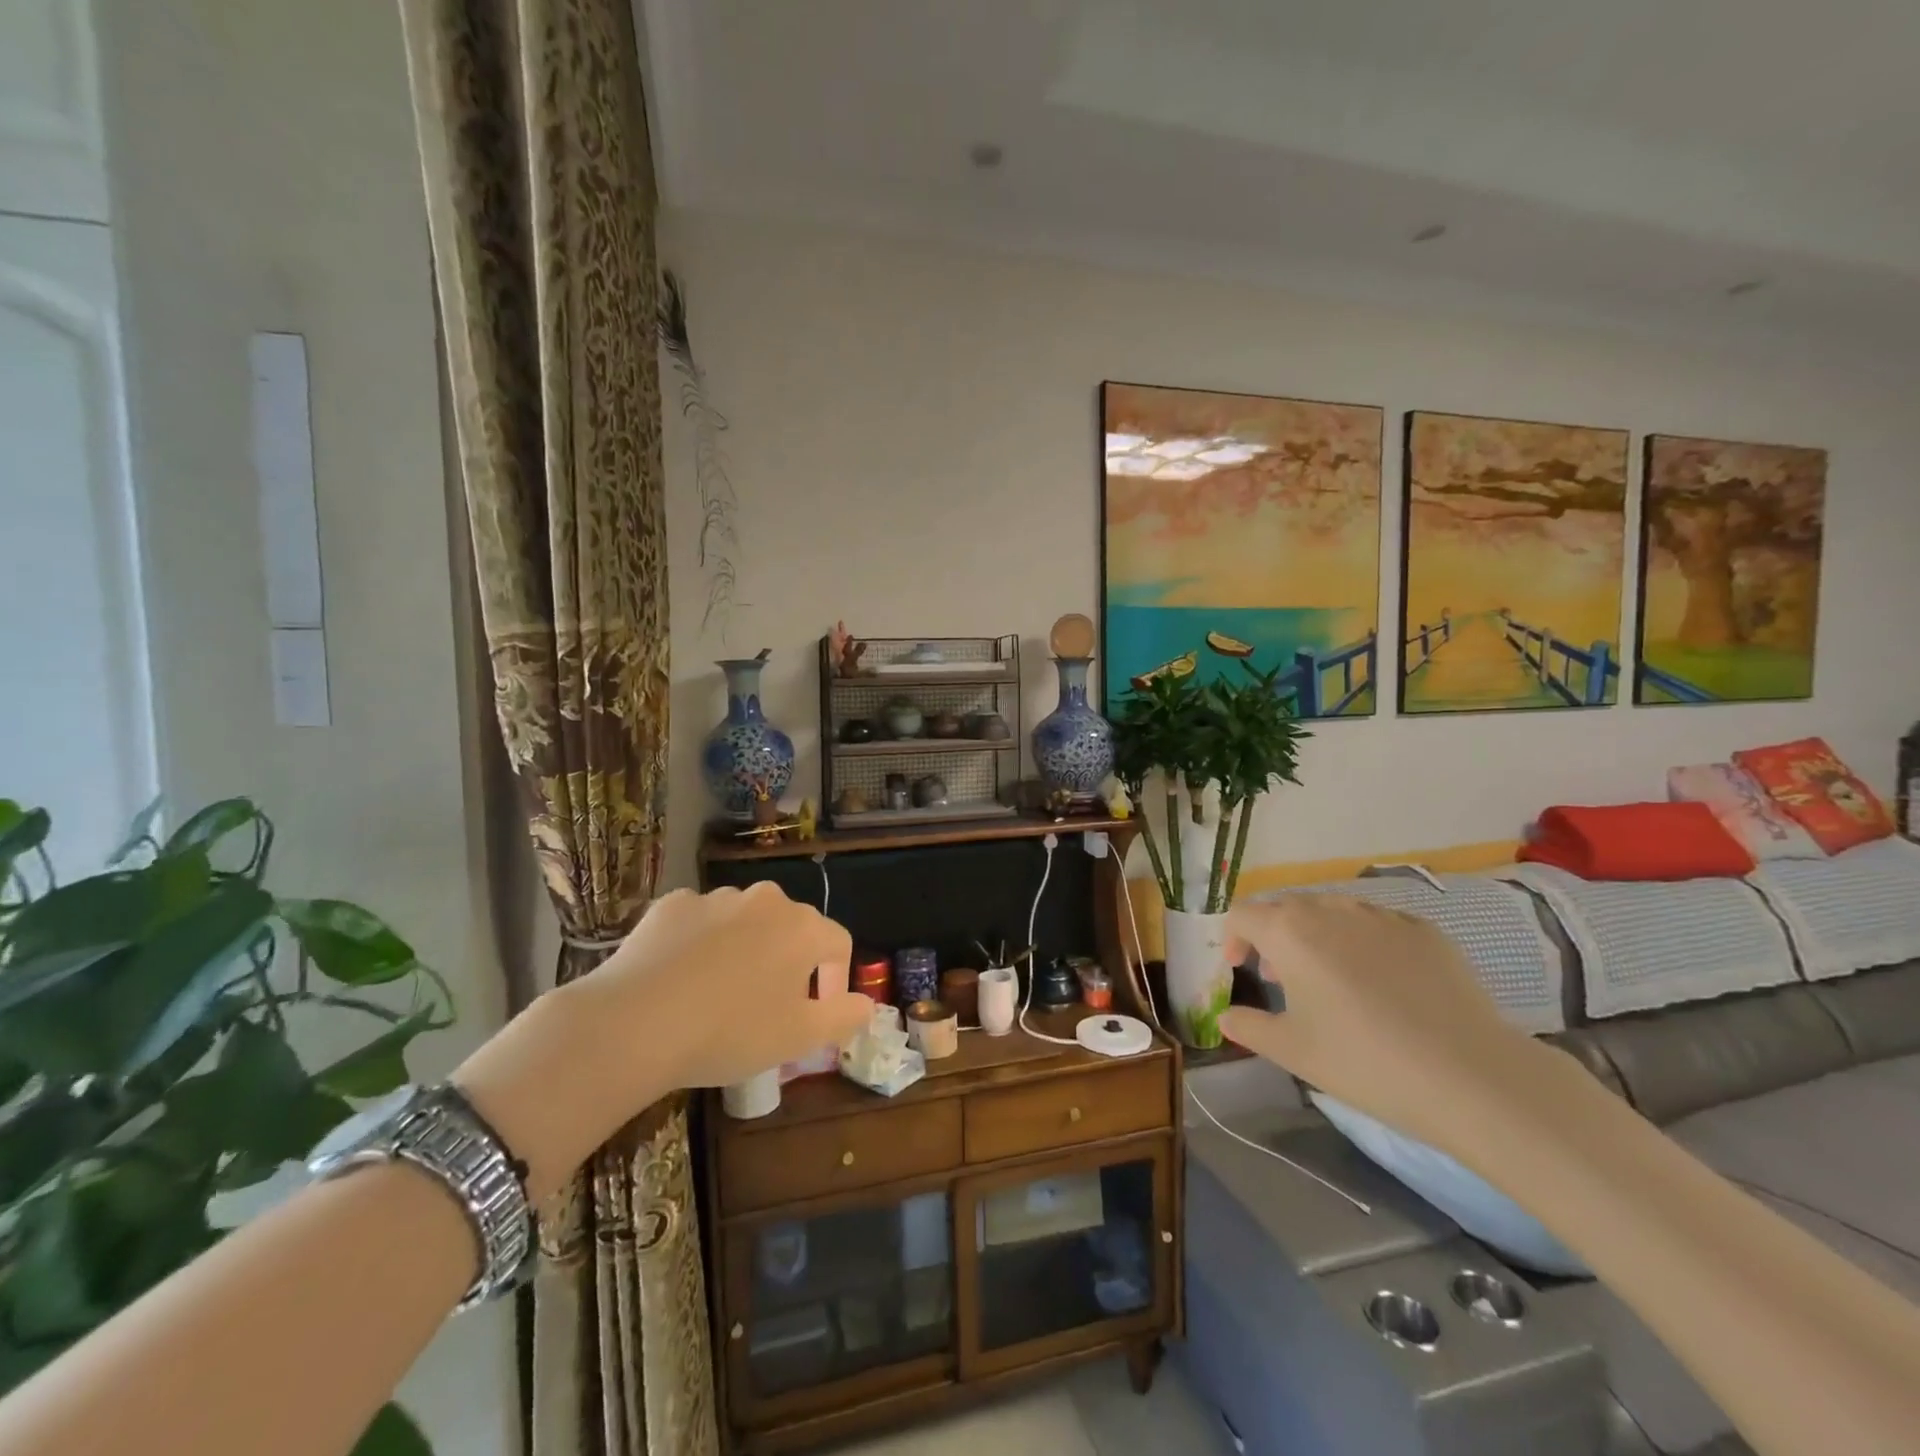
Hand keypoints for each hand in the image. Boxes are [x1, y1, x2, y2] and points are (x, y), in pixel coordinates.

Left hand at [578, 882, 873, 1089]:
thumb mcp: (798, 1038)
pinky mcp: (672, 904)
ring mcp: (716, 898)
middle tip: (769, 1008)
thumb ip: (844, 1017)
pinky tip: (682, 979)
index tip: (817, 1015)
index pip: (838, 944)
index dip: (835, 981)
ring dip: (746, 951)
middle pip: (791, 930)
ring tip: (721, 996)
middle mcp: (766, 900)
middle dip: (789, 965)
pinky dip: (701, 944)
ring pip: (745, 924)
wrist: (634, 1023)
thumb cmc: (730, 1032)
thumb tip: (867, 1005)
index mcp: (803, 927)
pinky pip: (701, 923)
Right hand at [1217, 895, 1558, 1162]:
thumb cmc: (1363, 1061)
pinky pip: (1378, 925)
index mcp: (1289, 931)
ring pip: (1333, 912)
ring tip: (1331, 980)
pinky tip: (1384, 985)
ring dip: (1318, 936)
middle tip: (1282, 979)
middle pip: (1286, 908)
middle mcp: (1330, 910)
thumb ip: (1247, 1027)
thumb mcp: (1291, 1051)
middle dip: (1274, 937)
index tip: (1240, 971)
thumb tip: (1226, 1016)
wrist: (1471, 1076)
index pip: (1242, 915)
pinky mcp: (1425, 931)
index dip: (1232, 939)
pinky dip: (1364, 944)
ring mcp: (1382, 916)